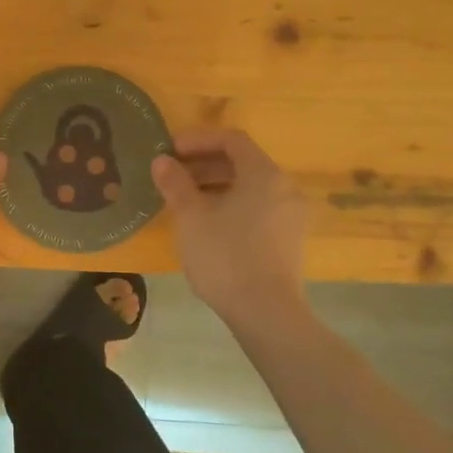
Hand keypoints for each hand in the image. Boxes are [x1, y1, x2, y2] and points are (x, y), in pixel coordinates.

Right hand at [152, 130, 308, 322]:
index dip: (198, 140)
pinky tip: (207, 223)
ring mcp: (290, 215)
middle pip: (243, 162)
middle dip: (204, 163)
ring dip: (216, 185)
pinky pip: (258, 207)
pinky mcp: (289, 240)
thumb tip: (162, 161)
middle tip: (173, 174)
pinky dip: (232, 204)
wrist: (266, 313)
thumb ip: (176, 183)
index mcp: (264, 174)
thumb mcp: (191, 217)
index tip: (170, 150)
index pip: (232, 139)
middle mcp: (284, 188)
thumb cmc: (225, 256)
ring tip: (185, 199)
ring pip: (250, 187)